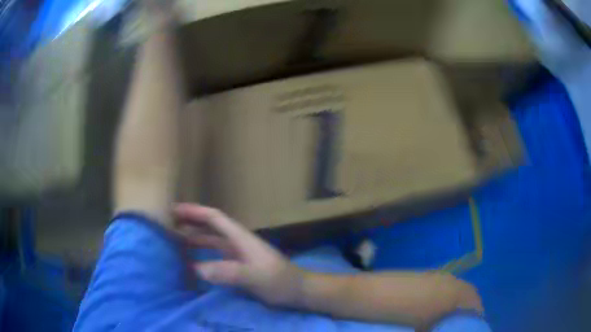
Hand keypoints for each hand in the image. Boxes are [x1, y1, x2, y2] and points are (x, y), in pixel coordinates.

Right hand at [174, 203, 305, 305]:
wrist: (297, 290)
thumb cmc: (279, 281)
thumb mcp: (255, 277)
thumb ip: (229, 272)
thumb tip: (197, 268)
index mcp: (240, 238)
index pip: (214, 218)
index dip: (194, 212)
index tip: (174, 210)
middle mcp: (237, 242)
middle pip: (210, 228)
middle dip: (190, 223)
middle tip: (168, 225)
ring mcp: (237, 254)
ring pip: (211, 242)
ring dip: (193, 239)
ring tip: (174, 242)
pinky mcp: (238, 266)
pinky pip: (215, 257)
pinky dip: (201, 256)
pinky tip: (192, 263)